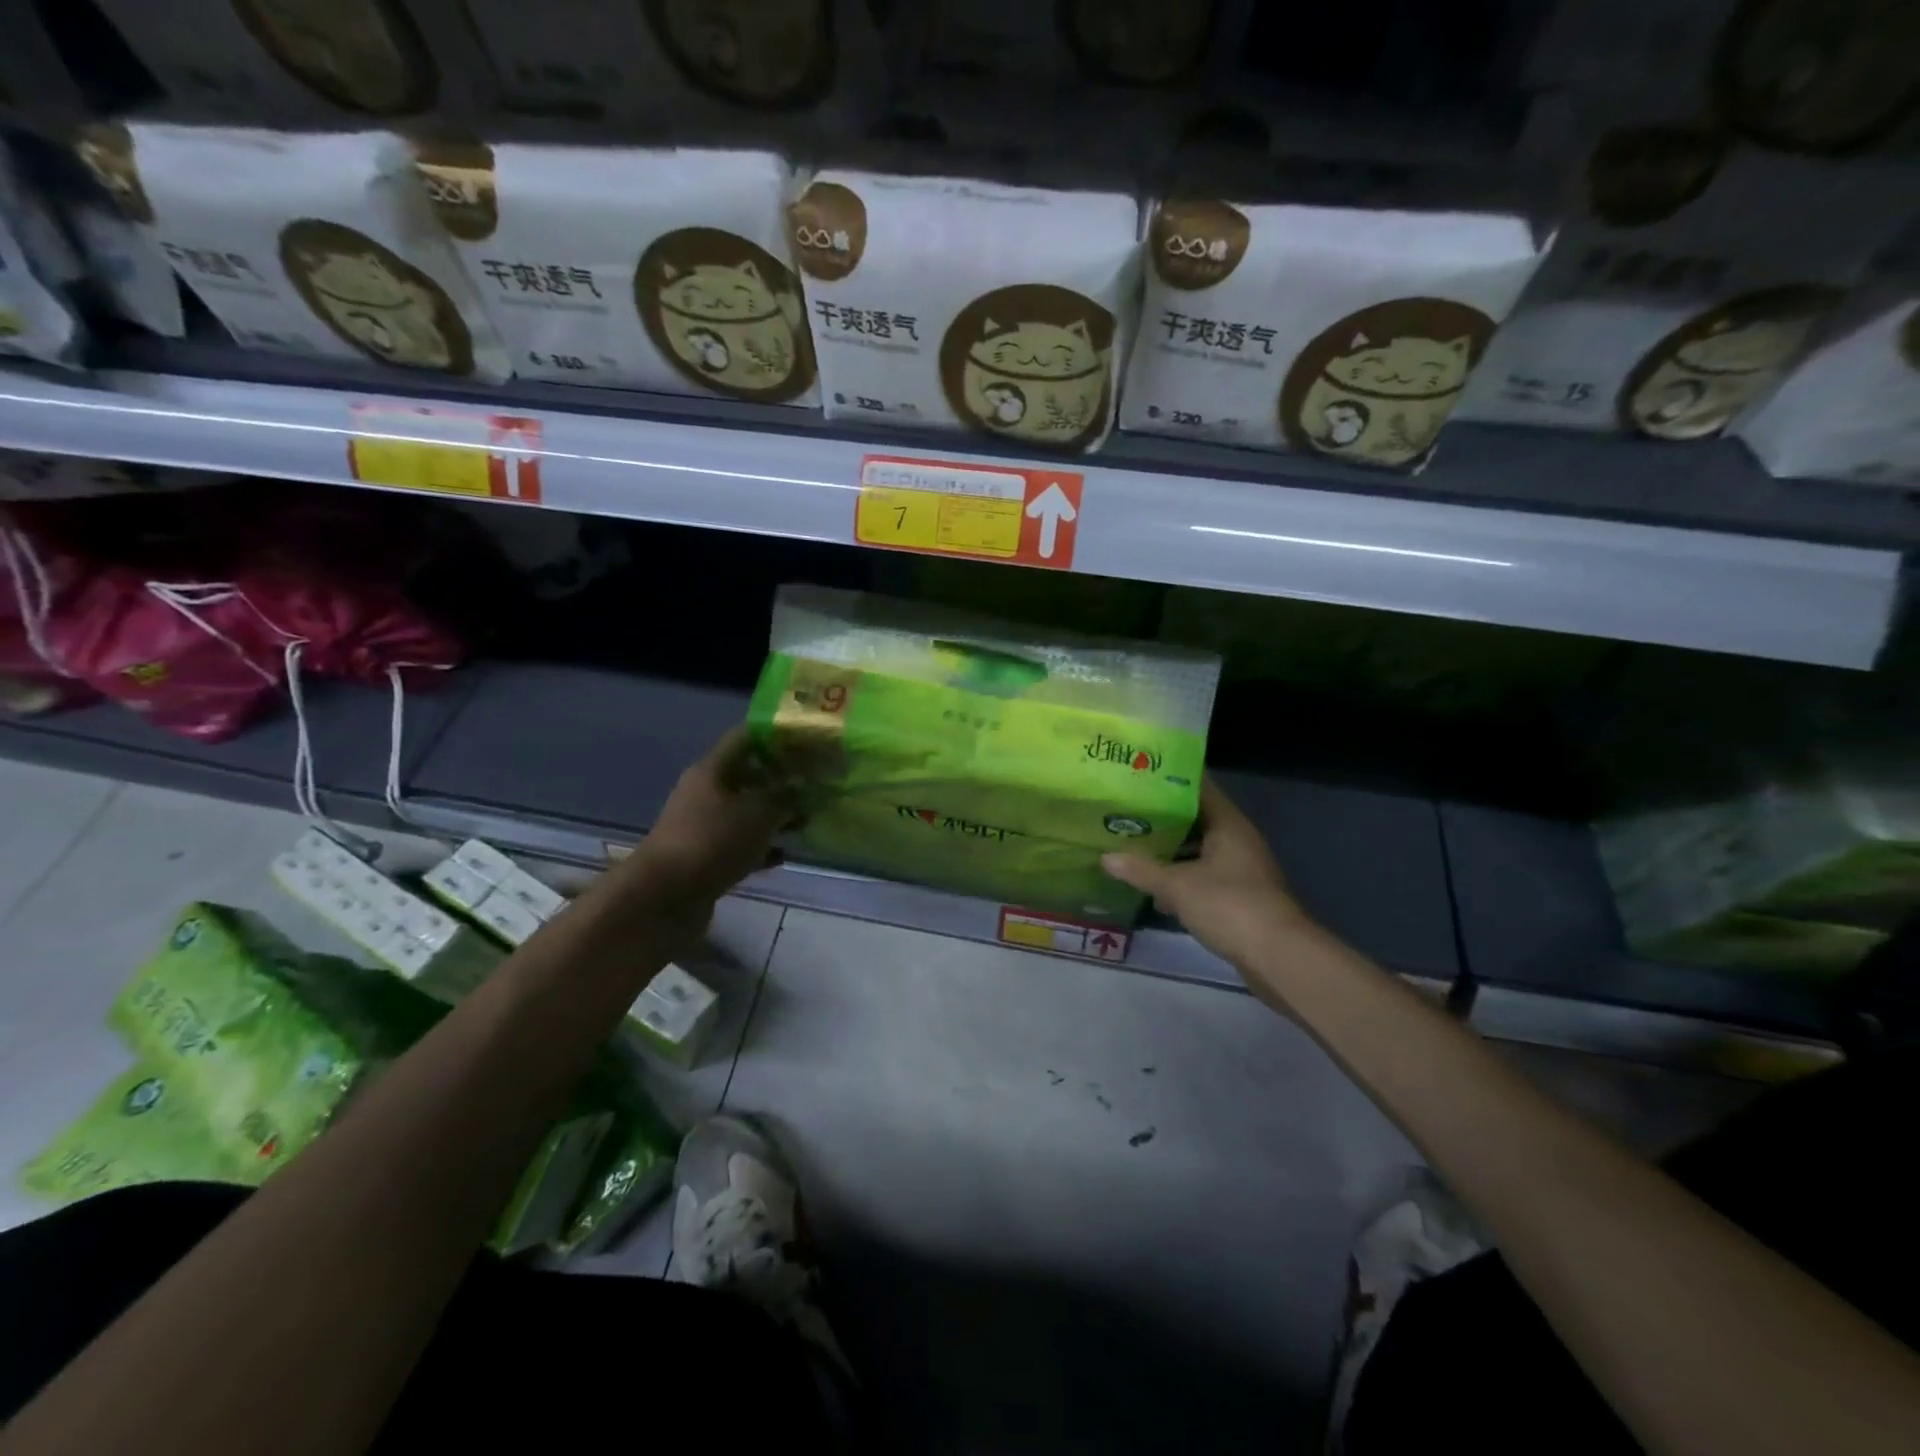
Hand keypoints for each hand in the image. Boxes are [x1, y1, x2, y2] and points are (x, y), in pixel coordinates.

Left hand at [627, 727, 798, 912]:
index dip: (776, 735)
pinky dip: (762, 847)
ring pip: (746, 812)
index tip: (808, 739)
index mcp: (712, 770)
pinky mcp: (706, 858)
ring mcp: (703, 827)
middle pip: (748, 775)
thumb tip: (801, 787)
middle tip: (817, 782)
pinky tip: (784, 854)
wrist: (665, 897)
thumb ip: (785, 795)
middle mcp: (705, 793)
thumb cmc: (713, 841)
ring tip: (807, 819)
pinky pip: (740, 845)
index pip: (746, 737)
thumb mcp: (759, 812)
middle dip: (782, 779)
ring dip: (775, 815)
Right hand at [1102, 777, 1312, 970]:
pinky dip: (1181, 876)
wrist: (1276, 956)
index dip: (1171, 780)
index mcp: (1228, 824)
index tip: (1140, 776)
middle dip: (1164, 817)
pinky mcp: (1238, 896)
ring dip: (1171, 849)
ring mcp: (1240, 869)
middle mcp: (1237, 840)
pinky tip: (1154, 885)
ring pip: (1199, 849)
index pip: (1199, 788)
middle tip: (1126, 811)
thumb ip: (1141, 870)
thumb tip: (1105, 857)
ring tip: (1133, 844)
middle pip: (1196, 819)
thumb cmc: (1229, 905)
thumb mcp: (1177, 886)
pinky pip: (1203, 875)